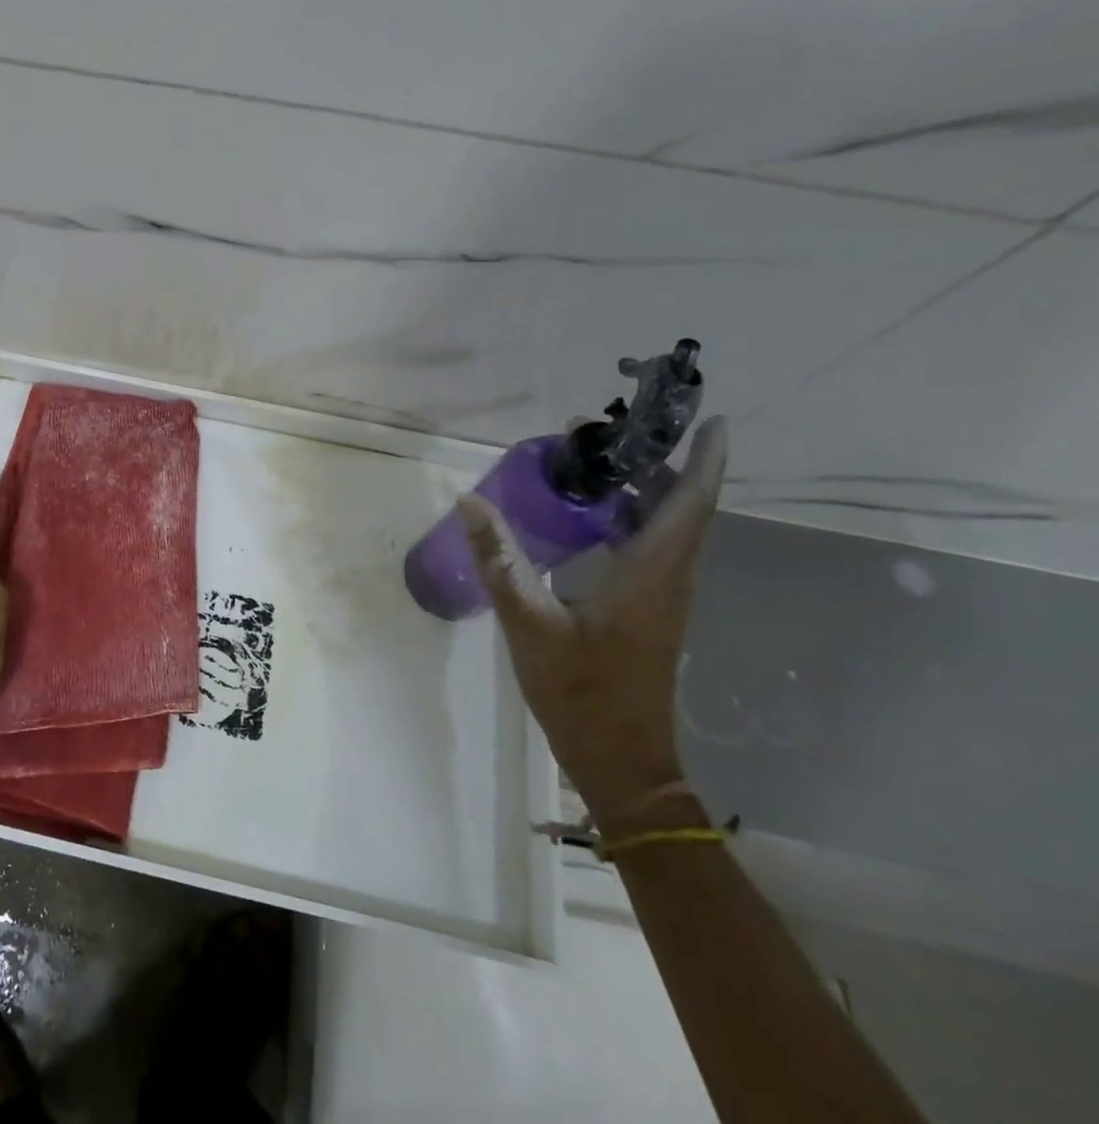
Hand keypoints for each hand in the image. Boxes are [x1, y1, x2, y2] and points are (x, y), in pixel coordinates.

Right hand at [459, 417, 727, 829]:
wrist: (620, 760)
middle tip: (607, 431)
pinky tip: (586, 515)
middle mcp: (668, 579)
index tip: (709, 419)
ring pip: (666, 527)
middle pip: (681, 508)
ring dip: (643, 489)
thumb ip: (500, 560)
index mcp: (651, 576)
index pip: (690, 504)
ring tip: (594, 460)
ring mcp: (661, 596)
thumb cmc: (580, 692)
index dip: (704, 460)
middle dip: (657, 462)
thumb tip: (470, 502)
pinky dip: (629, 518)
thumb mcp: (528, 623)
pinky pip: (649, 547)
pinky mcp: (648, 610)